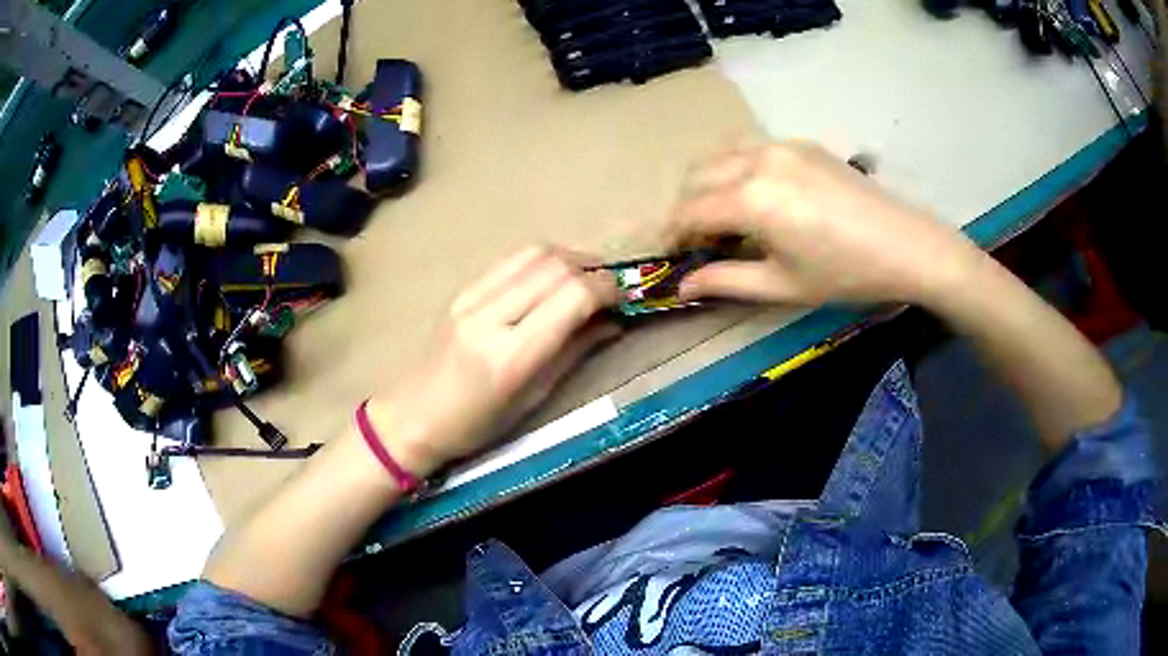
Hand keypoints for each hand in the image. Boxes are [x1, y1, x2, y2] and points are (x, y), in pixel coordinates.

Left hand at [366, 247, 619, 476]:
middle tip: (612, 286)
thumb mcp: (533, 398)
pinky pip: (510, 260)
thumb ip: (574, 352)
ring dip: (570, 258)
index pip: (571, 297)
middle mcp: (489, 317)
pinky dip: (541, 261)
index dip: (607, 289)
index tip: (625, 297)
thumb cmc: (476, 425)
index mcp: (510, 355)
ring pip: (533, 253)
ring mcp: (470, 298)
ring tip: (587, 277)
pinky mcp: (461, 290)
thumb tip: (613, 322)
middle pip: (555, 266)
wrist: (413, 417)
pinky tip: (552, 278)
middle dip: (594, 269)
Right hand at [663, 141, 981, 306]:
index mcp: (751, 198)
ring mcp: (781, 145)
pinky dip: (737, 168)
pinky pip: (751, 148)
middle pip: (697, 175)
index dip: (674, 234)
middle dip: (687, 206)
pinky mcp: (801, 143)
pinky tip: (757, 195)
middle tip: (700, 240)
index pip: (690, 210)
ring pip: (721, 154)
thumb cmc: (845, 273)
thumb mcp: (783, 285)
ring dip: (709, 182)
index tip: (673, 255)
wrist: (906, 245)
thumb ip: (726, 281)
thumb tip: (682, 285)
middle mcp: (757, 160)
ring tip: (724, 215)